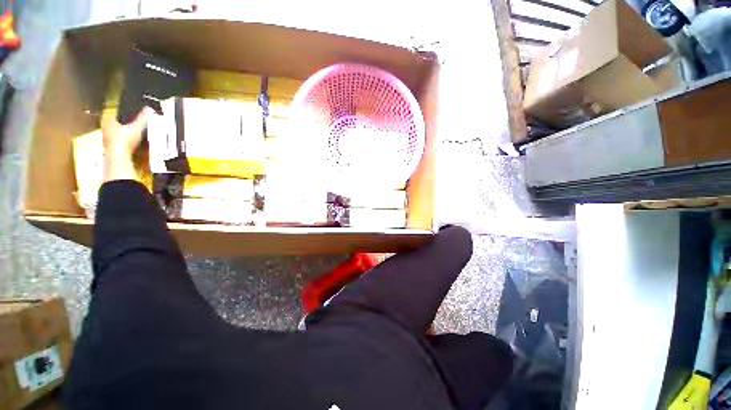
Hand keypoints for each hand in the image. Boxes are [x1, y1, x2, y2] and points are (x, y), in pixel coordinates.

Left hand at [101, 108, 150, 181]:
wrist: (119, 157)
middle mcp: (105, 129)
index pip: (111, 113)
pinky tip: (128, 142)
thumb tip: (149, 109)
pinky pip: (116, 141)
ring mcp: (107, 139)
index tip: (123, 111)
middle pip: (111, 123)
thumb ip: (143, 119)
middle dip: (119, 123)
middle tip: (127, 122)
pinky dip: (121, 141)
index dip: (117, 112)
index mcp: (108, 121)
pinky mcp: (111, 148)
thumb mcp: (137, 127)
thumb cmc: (124, 139)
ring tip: (129, 132)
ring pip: (113, 133)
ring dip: (119, 132)